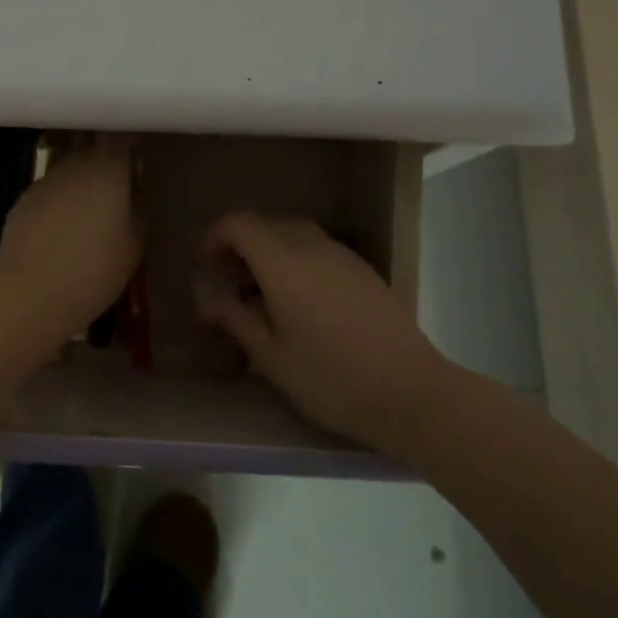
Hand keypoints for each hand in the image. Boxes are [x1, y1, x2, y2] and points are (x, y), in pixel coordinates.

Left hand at [0, 138, 140, 338]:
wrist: (30, 295)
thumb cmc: (93, 272)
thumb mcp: (134, 248)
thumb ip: (137, 213)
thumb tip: (136, 198)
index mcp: (107, 171)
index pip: (123, 138)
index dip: (133, 143)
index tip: (143, 154)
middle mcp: (74, 166)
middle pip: (94, 152)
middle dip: (106, 166)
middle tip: (119, 191)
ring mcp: (44, 182)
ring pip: (69, 173)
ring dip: (81, 186)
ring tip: (89, 216)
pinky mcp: (22, 201)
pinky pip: (49, 194)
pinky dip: (59, 204)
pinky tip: (61, 232)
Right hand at [195, 213, 441, 444]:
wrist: (410, 393)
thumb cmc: (330, 379)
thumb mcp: (271, 356)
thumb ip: (236, 319)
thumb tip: (209, 299)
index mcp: (283, 263)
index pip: (239, 225)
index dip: (215, 237)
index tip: (206, 266)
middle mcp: (312, 247)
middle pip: (267, 224)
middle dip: (241, 244)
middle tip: (230, 281)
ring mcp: (342, 256)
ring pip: (295, 233)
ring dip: (270, 249)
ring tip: (262, 291)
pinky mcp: (363, 271)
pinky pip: (318, 248)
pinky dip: (297, 259)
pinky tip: (299, 299)